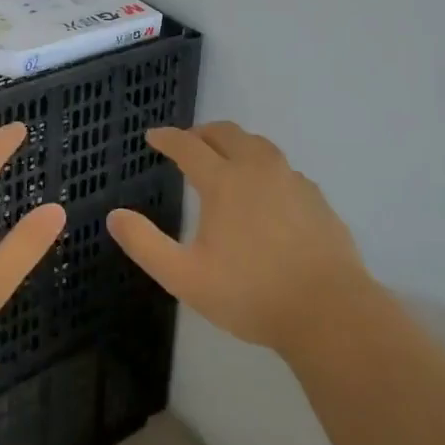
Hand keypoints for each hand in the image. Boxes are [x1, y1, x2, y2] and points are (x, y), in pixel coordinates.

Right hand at [108, 122, 372, 358]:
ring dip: (236, 143)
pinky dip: (264, 167)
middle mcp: (257, 169)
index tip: (153, 136)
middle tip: (189, 143)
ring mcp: (291, 180)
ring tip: (226, 157)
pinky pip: (283, 168)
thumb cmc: (251, 294)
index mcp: (223, 182)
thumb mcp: (186, 277)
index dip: (168, 138)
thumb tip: (115, 216)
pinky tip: (266, 190)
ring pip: (259, 145)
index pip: (188, 146)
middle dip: (202, 133)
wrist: (329, 312)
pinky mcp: (316, 198)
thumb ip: (146, 245)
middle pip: (226, 134)